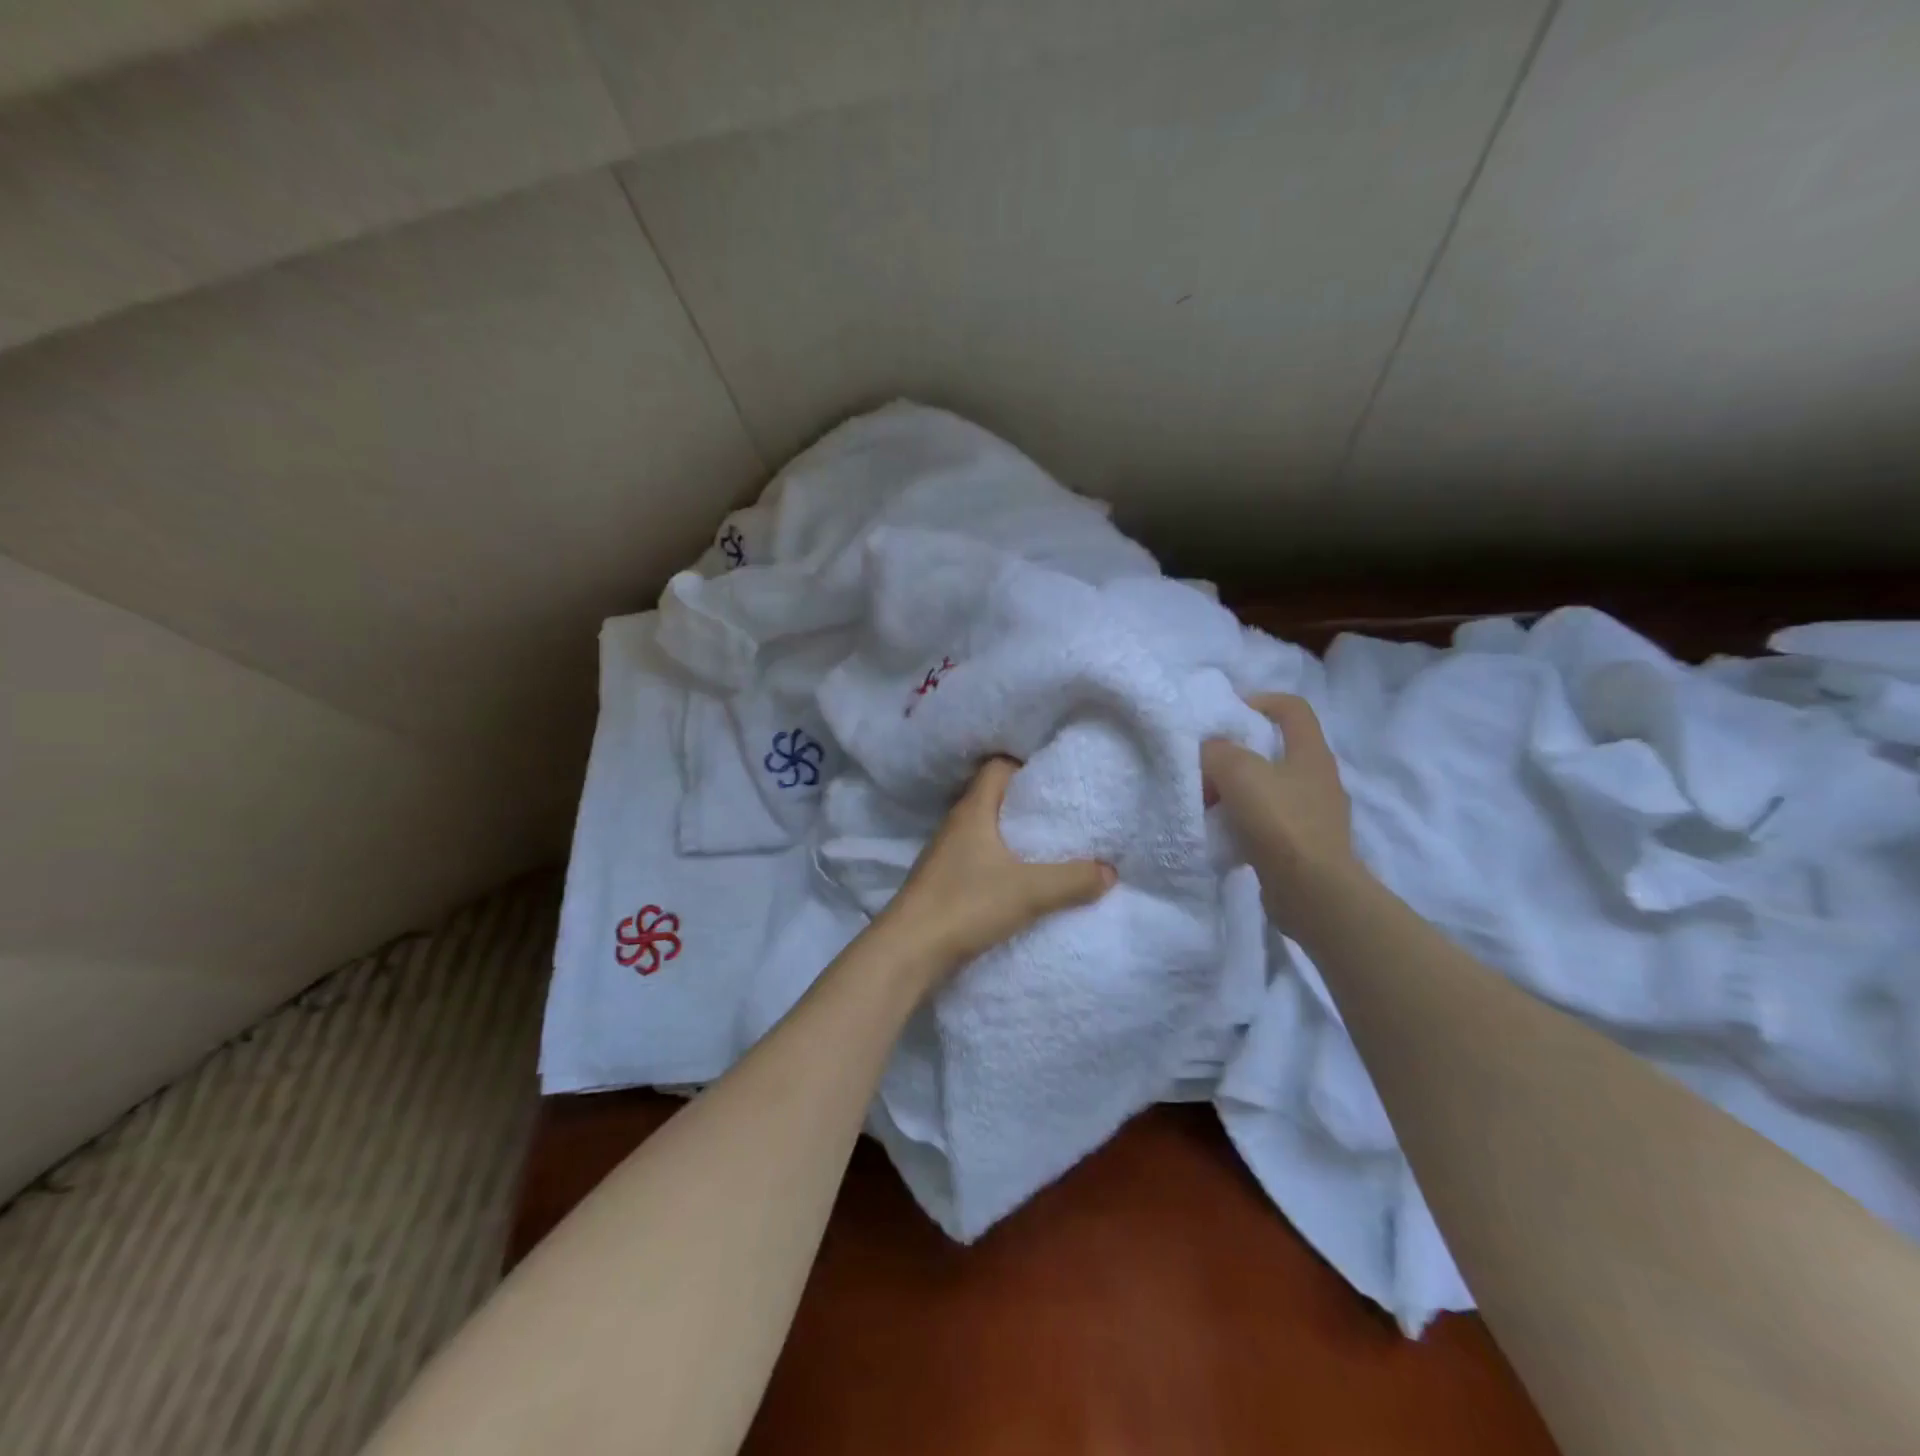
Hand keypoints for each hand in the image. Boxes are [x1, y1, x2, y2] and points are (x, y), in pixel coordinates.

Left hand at [880, 757, 1115, 978]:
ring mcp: (946, 854)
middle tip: (1065, 814)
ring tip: (1051, 847)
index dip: (1028, 767)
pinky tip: (1022, 880)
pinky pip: (979, 859)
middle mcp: (956, 824)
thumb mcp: (1028, 892)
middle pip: (994, 798)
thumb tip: (1110, 871)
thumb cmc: (966, 905)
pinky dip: (1001, 862)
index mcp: (973, 810)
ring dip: (1014, 837)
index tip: (1059, 780)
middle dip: (1028, 804)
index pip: (998, 767)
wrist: (908, 951)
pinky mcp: (944, 881)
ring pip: (987, 831)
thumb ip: (1072, 880)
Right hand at [1201, 694, 1361, 931]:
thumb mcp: (1238, 772)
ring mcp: (1315, 814)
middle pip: (1276, 750)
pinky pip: (1269, 821)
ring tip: (1208, 801)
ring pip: (1270, 788)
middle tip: (1207, 763)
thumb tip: (1208, 752)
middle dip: (1239, 752)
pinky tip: (1223, 831)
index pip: (1292, 708)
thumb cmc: (1280, 821)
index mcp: (1311, 752)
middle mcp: (1319, 778)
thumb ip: (1216, 752)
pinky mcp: (1305, 845)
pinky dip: (1245, 821)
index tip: (1228, 713)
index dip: (1260, 701)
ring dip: (1238, 790)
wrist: (1313, 891)